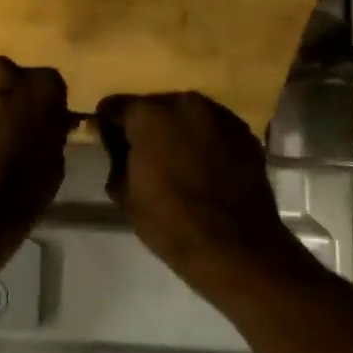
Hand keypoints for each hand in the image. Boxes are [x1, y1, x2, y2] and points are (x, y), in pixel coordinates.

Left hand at [0, 57, 73, 262]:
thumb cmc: (19, 192)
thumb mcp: (54, 162)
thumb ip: (51, 130)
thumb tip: (49, 122)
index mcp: (42, 86)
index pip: (48, 85)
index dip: (41, 106)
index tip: (36, 125)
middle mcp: (4, 72)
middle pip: (9, 79)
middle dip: (8, 98)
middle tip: (4, 128)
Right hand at [94, 91, 316, 295]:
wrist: (236, 248)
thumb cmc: (170, 222)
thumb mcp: (123, 192)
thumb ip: (114, 155)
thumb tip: (111, 138)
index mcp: (150, 115)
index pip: (115, 106)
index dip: (107, 124)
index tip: (107, 141)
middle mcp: (186, 103)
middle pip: (154, 106)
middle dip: (145, 125)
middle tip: (142, 154)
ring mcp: (220, 116)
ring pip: (186, 115)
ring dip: (177, 131)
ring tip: (176, 161)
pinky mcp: (245, 134)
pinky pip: (213, 129)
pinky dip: (204, 141)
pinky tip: (203, 168)